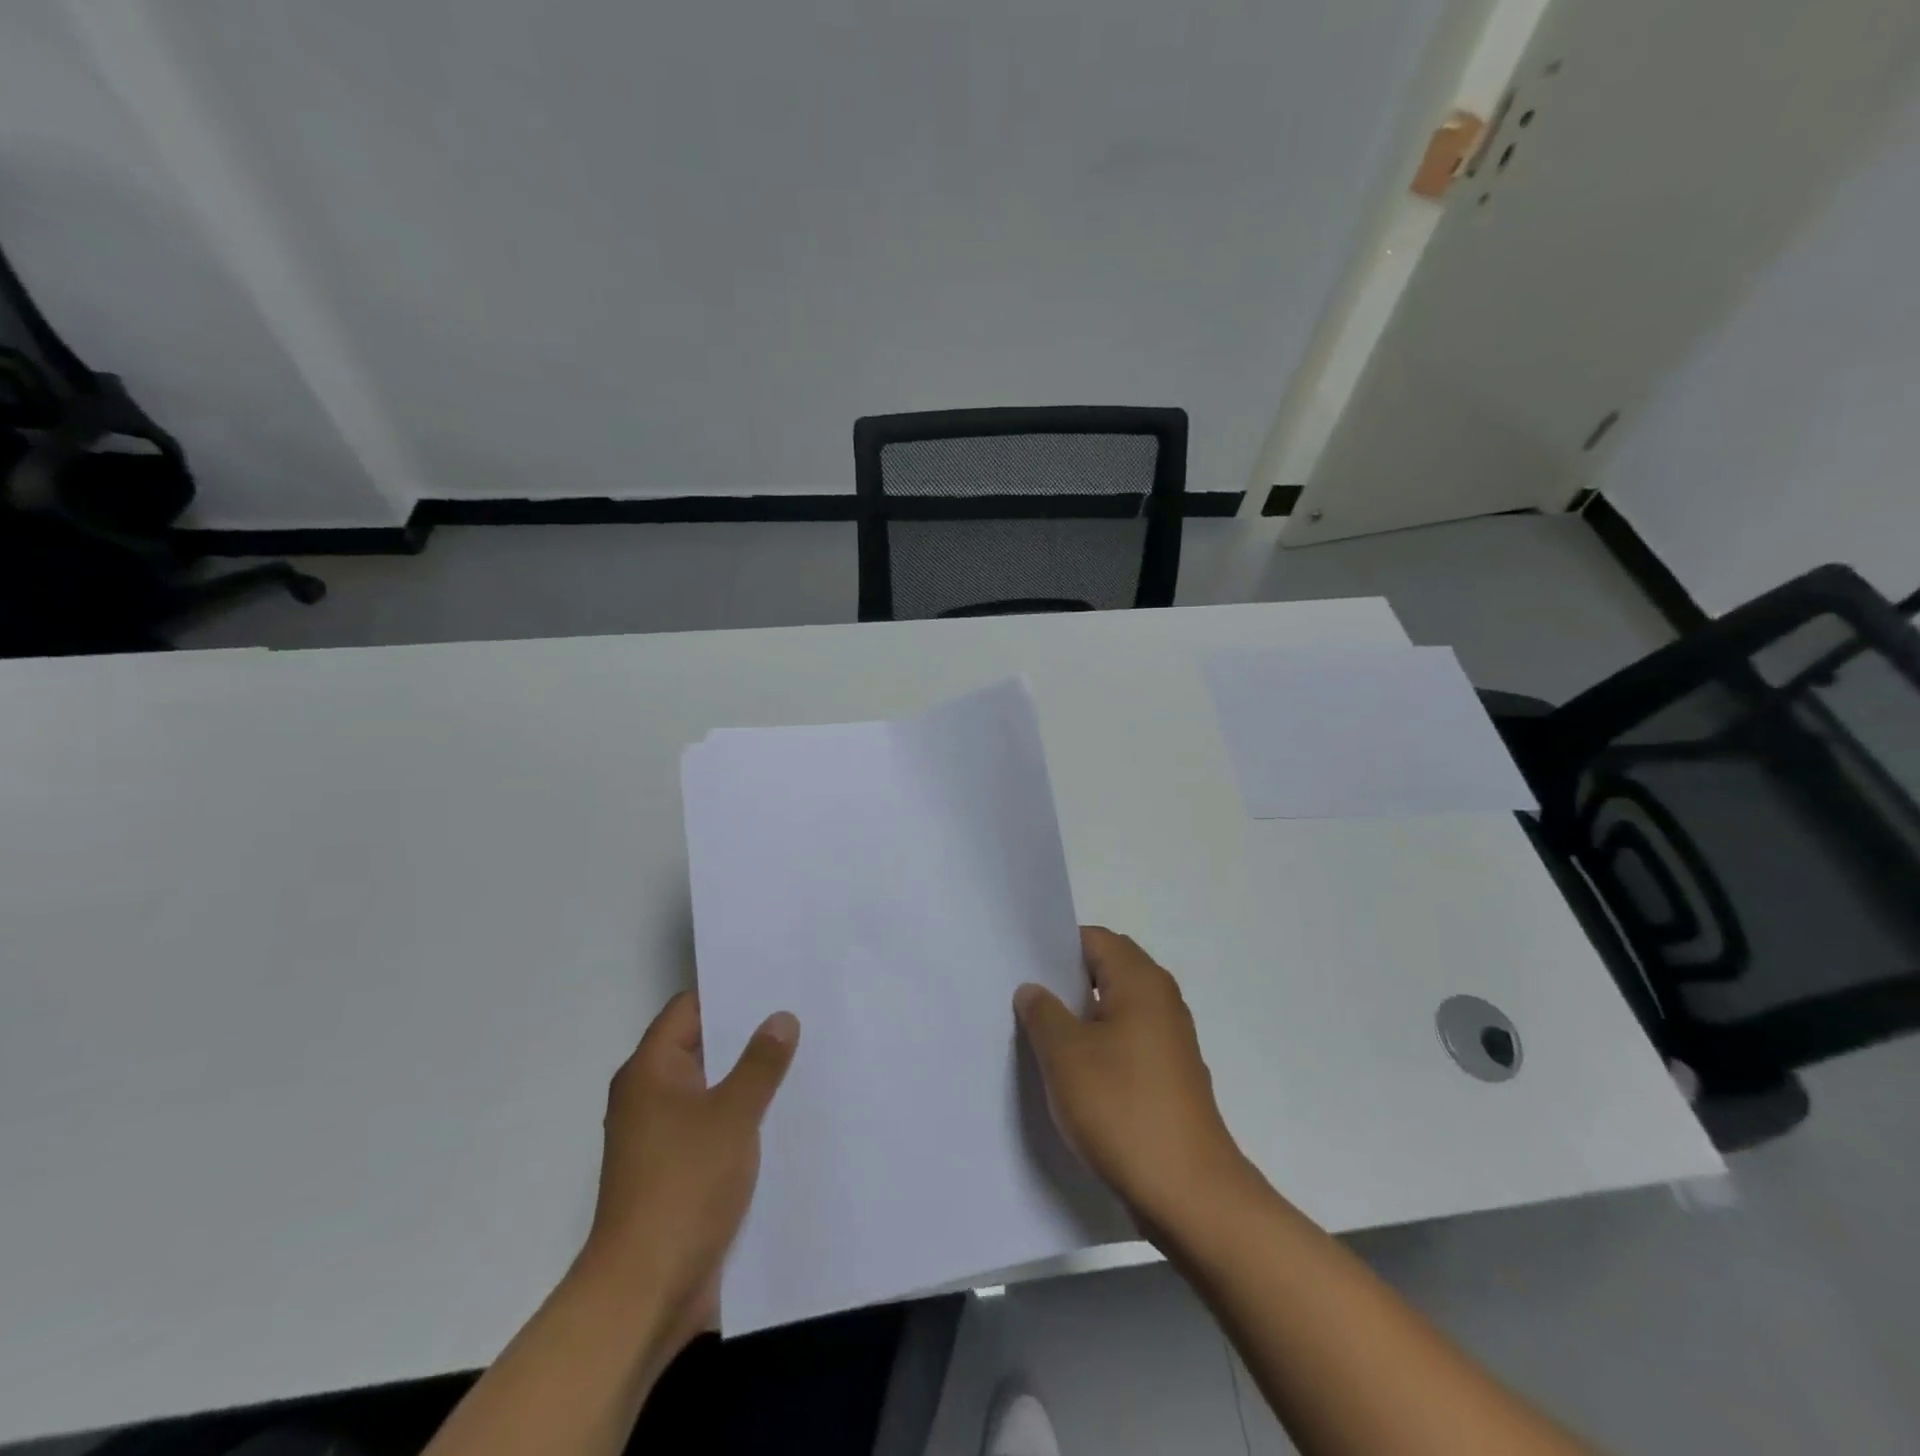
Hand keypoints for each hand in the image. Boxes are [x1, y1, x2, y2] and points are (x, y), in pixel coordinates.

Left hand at [578, 992, 798, 1351]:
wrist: (644, 1292)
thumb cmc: (684, 1186)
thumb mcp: (733, 1115)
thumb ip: (760, 1063)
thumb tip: (781, 1018)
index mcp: (650, 1072)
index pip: (688, 1009)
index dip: (728, 993)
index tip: (774, 984)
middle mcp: (649, 1097)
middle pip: (702, 1048)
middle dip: (747, 1036)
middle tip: (799, 1017)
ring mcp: (660, 1138)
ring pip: (711, 1091)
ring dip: (748, 1081)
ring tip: (801, 1060)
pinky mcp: (674, 1173)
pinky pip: (712, 1128)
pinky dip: (742, 1118)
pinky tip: (783, 1117)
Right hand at [1014, 927, 1251, 1235]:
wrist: (1190, 1195)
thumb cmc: (1123, 1110)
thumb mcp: (1065, 1055)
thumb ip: (1043, 1012)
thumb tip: (1033, 989)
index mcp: (1141, 981)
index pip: (1094, 939)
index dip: (1055, 948)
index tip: (1021, 968)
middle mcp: (1162, 1000)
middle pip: (1106, 971)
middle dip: (1065, 983)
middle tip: (1024, 1002)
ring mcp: (1170, 1040)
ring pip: (1116, 1009)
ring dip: (1080, 1018)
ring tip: (1039, 1038)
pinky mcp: (1170, 1076)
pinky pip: (1127, 1042)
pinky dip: (1100, 1048)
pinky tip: (1072, 1076)